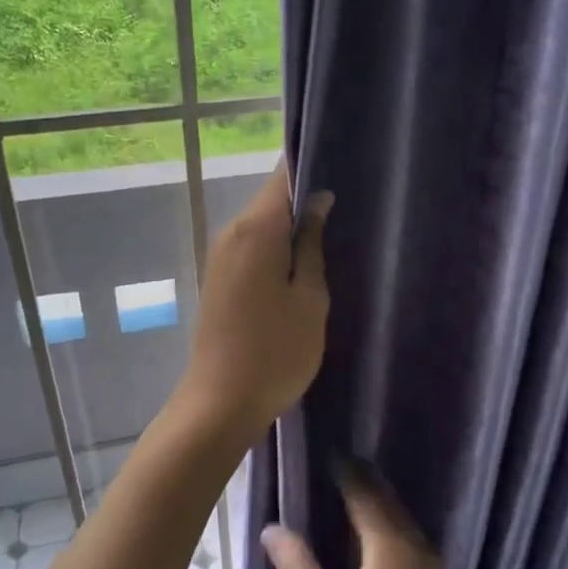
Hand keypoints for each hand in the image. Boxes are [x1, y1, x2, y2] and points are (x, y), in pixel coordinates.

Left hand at [180, 164, 331, 440]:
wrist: (220, 403)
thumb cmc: (276, 352)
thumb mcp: (310, 299)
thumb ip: (312, 245)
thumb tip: (318, 201)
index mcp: (256, 230)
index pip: (283, 176)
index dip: (312, 165)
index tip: (343, 166)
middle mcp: (232, 233)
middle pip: (271, 200)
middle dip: (306, 198)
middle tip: (349, 206)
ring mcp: (220, 257)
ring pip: (262, 225)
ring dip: (292, 227)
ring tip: (332, 234)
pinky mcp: (219, 279)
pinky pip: (251, 248)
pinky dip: (276, 248)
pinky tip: (301, 264)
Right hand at [261, 465, 471, 568]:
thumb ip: (298, 567)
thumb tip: (271, 528)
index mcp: (389, 544)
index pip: (364, 493)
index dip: (344, 471)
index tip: (325, 451)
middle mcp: (414, 544)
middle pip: (386, 499)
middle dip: (362, 479)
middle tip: (334, 463)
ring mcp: (428, 565)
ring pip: (400, 517)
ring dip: (376, 499)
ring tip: (349, 489)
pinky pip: (406, 534)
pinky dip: (386, 520)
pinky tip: (371, 533)